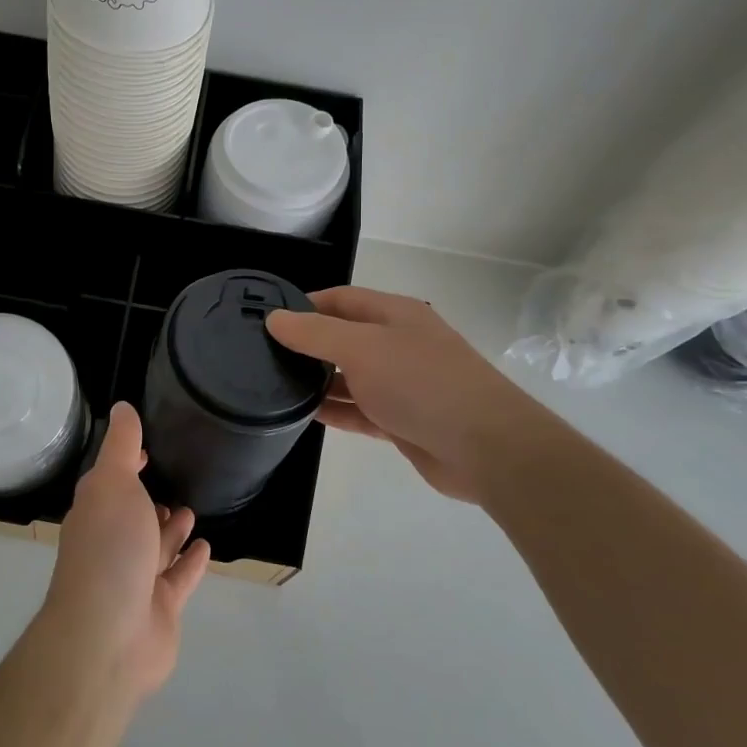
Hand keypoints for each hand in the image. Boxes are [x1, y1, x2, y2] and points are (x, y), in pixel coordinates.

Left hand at [39, 402, 211, 704]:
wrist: (108, 636)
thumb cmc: (109, 548)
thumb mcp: (113, 482)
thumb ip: (120, 445)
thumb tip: (122, 406)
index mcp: (96, 512)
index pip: (110, 481)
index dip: (126, 464)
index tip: (145, 450)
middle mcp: (112, 544)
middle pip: (133, 518)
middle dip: (150, 501)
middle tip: (176, 484)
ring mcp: (135, 580)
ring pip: (156, 548)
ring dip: (171, 530)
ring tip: (191, 510)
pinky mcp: (160, 609)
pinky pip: (178, 579)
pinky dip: (190, 562)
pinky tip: (205, 547)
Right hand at [266, 286, 509, 504]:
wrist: (484, 447)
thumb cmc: (420, 383)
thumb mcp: (361, 348)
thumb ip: (315, 333)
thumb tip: (274, 318)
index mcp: (394, 315)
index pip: (340, 299)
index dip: (304, 304)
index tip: (267, 319)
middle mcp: (397, 344)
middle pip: (344, 337)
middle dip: (307, 344)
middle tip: (262, 355)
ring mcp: (401, 384)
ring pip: (349, 377)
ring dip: (317, 380)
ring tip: (273, 385)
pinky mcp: (401, 420)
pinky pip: (359, 410)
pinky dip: (334, 410)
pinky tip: (302, 414)